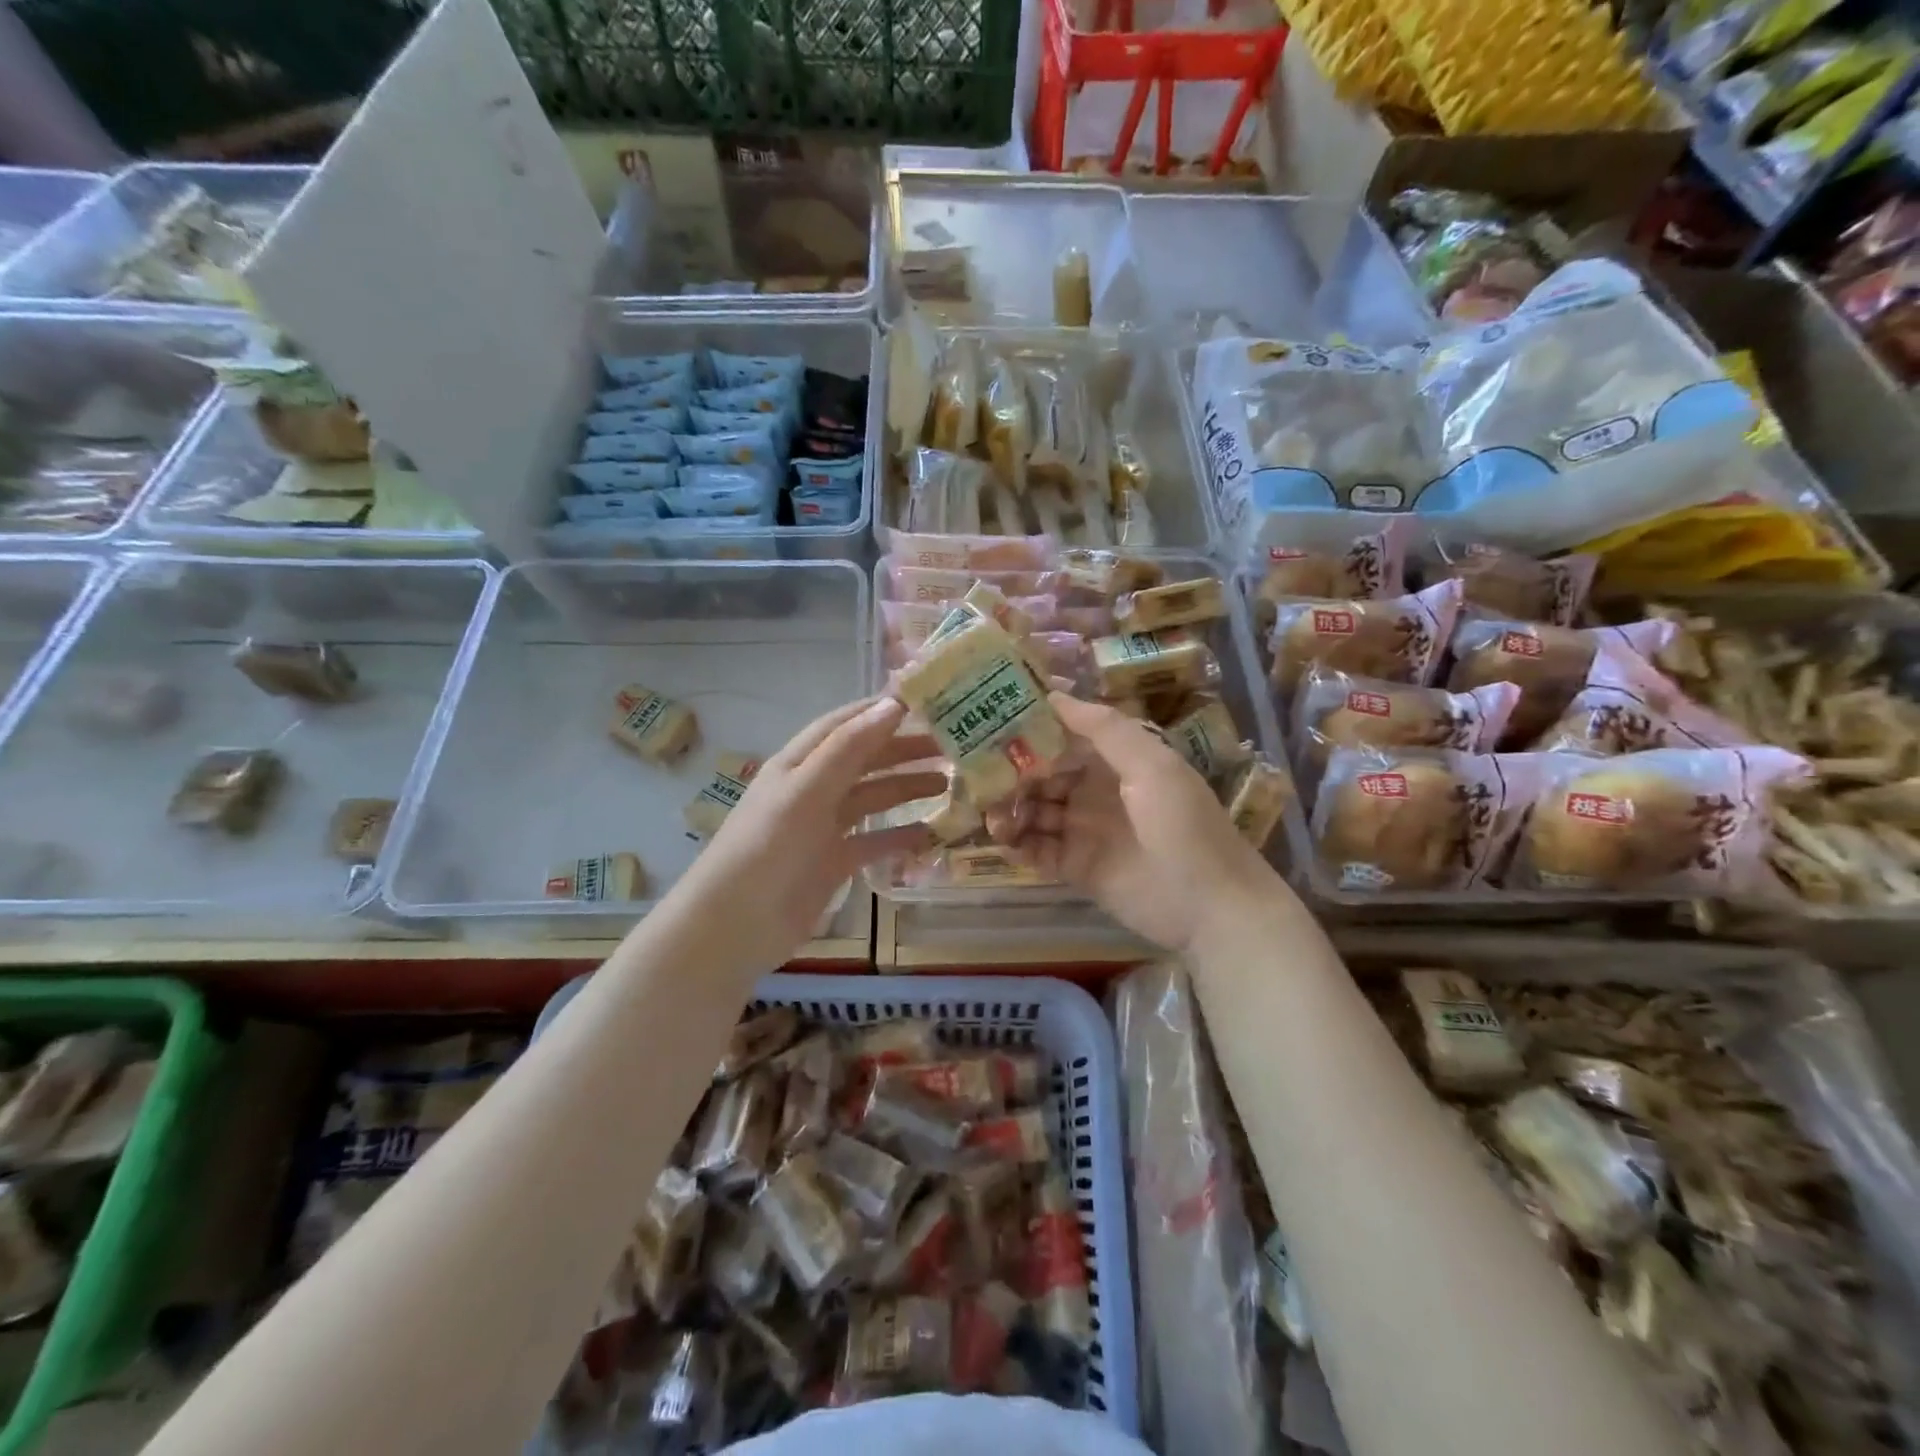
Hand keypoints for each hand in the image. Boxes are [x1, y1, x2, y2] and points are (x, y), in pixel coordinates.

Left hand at [674, 698, 939, 964]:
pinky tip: (931, 832)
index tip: (926, 701)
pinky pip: (875, 840)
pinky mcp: (834, 862)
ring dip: (907, 787)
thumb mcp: (806, 791)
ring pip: (873, 797)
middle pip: (865, 759)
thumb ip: (849, 748)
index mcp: (799, 762)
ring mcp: (824, 827)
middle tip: (950, 746)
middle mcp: (813, 788)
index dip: (880, 710)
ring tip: (948, 782)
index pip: (844, 724)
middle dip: (904, 749)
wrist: (737, 926)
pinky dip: (901, 834)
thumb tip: (893, 704)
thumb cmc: (768, 848)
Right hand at [988, 693, 1281, 952]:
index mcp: (1115, 762)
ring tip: (992, 815)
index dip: (1032, 732)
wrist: (1210, 905)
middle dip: (1014, 774)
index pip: (1064, 739)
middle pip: (1043, 776)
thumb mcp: (1151, 765)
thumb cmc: (1183, 824)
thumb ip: (1104, 729)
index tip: (994, 725)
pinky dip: (1019, 844)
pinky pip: (1038, 851)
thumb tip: (1054, 695)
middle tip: (982, 777)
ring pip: (1035, 813)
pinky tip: (1004, 840)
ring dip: (1011, 810)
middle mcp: (1095, 792)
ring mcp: (1084, 831)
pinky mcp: (1076, 869)